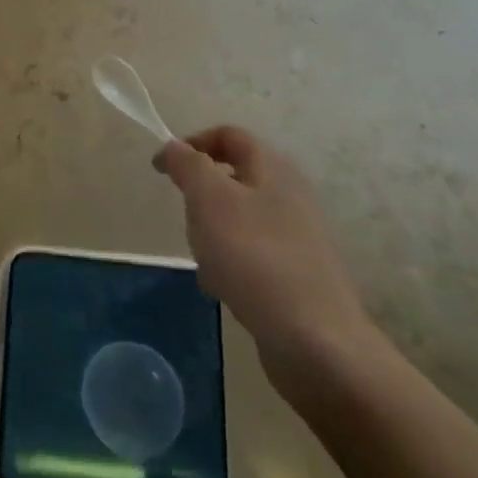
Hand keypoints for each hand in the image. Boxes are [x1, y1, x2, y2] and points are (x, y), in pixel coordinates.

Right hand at [155, 126, 377, 393]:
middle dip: (201, 195)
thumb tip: (174, 148)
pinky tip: (224, 288)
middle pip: (232, 178)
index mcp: (273, 168)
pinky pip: (251, 254)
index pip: (228, 136)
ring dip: (212, 233)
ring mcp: (297, 237)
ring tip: (205, 260)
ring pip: (238, 219)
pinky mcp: (296, 274)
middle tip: (187, 217)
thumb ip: (188, 165)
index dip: (192, 143)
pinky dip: (230, 264)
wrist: (315, 342)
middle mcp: (290, 195)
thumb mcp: (209, 198)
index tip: (162, 169)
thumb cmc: (255, 257)